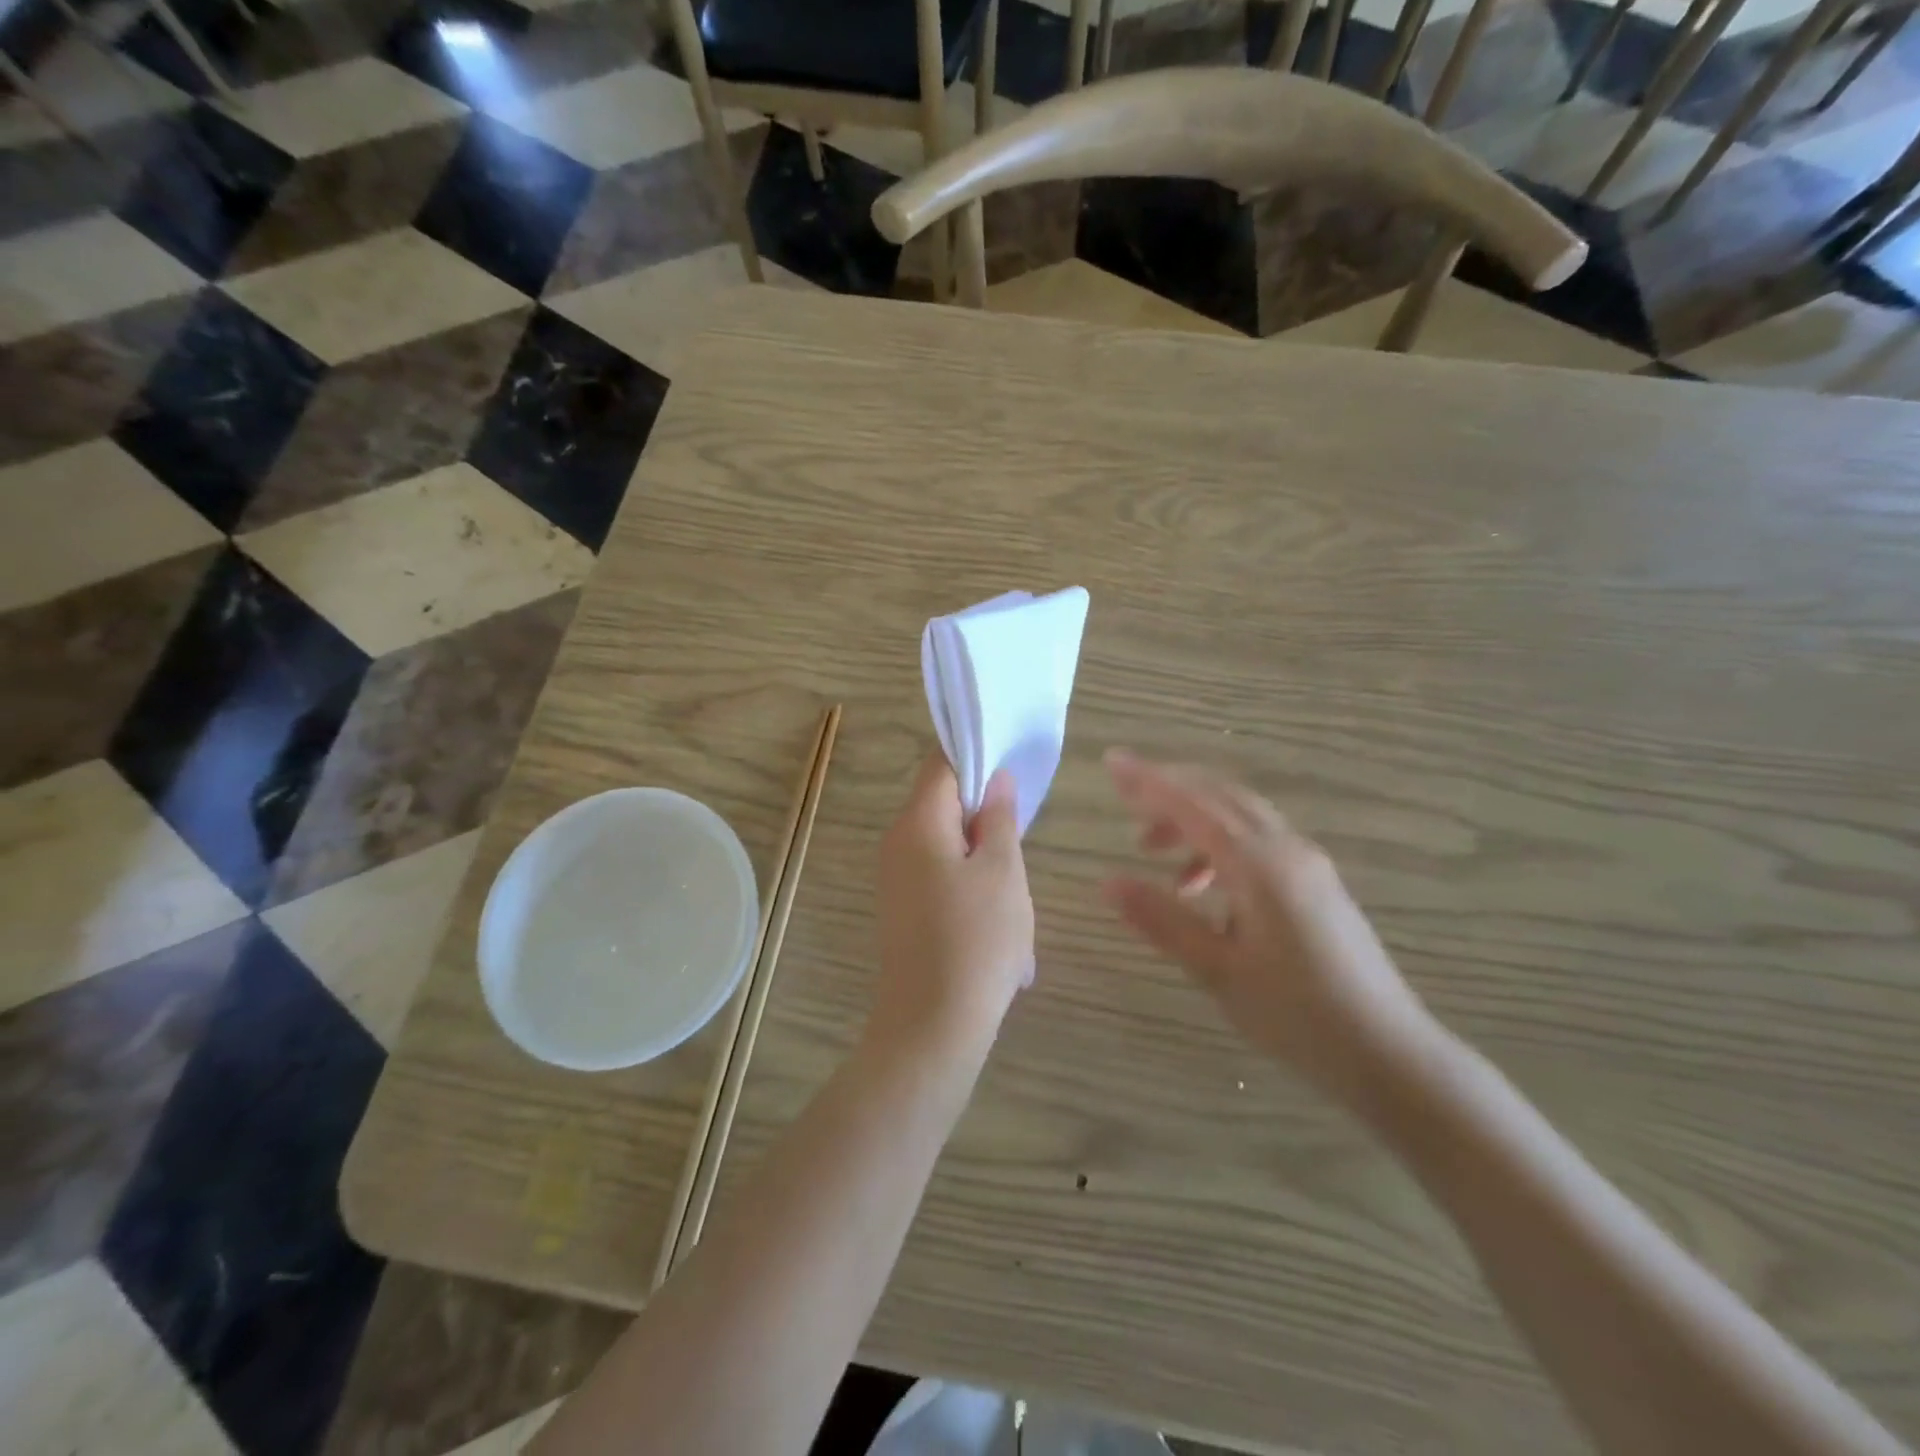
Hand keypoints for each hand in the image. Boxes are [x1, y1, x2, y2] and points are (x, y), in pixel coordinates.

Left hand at [872, 754, 1034, 1063]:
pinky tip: (1002, 938)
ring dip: (988, 867)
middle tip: (1022, 851)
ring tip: (1016, 907)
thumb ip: (999, 818)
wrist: (932, 1028)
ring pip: (952, 850)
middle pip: (947, 808)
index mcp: (918, 823)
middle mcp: (898, 844)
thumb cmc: (976, 941)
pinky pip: (944, 884)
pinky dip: (975, 896)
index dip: (980, 760)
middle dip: (988, 824)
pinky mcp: (905, 912)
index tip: (1016, 778)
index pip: (943, 765)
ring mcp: (898, 880)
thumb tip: (997, 779)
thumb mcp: (1003, 871)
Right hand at [1102, 749, 1436, 1105]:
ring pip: (1240, 817)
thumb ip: (1162, 920)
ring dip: (1193, 820)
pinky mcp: (1316, 883)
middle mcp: (1287, 849)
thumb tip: (1107, 882)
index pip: (1193, 804)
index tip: (1112, 760)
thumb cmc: (1297, 1015)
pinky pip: (1258, 841)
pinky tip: (1201, 886)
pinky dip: (1219, 844)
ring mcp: (1307, 863)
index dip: (1148, 780)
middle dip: (1169, 791)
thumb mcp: (1218, 971)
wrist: (1389, 1053)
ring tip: (1152, 851)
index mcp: (1261, 865)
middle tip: (1125, 799)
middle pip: (1220, 796)